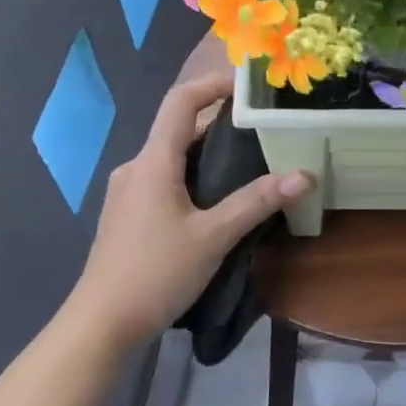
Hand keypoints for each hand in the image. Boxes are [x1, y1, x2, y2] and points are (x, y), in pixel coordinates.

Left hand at [73, 72, 310, 348]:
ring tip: (249, 163)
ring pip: (172, 158)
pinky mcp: (128, 215)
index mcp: (153, 162)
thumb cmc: (155, 272)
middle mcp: (136, 168)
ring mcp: (128, 192)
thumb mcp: (212, 237)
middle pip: (178, 128)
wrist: (102, 322)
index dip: (214, 83)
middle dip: (220, 122)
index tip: (250, 84)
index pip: (181, 100)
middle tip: (263, 128)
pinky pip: (164, 180)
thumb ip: (256, 203)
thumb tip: (303, 175)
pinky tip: (216, 201)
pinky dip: (193, 177)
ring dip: (207, 153)